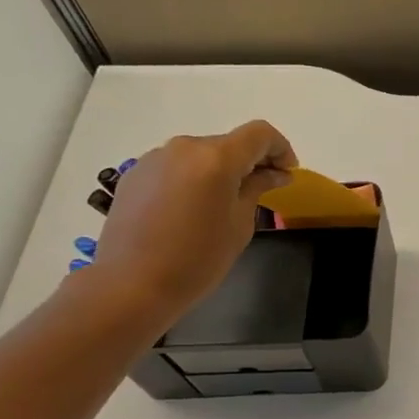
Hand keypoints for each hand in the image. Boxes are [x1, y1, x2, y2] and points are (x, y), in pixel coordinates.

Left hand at [90, 121, 296, 318]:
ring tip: (223, 203)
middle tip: (262, 190)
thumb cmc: (198, 258)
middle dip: (250, 162)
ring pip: (200, 155)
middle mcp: (184, 148)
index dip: (280, 148)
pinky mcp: (134, 175)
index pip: (259, 134)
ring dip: (220, 170)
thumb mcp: (240, 223)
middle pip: (229, 143)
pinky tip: (191, 209)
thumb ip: (257, 188)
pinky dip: (193, 179)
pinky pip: (175, 167)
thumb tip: (274, 173)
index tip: (287, 172)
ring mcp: (154, 159)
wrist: (130, 284)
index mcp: (216, 158)